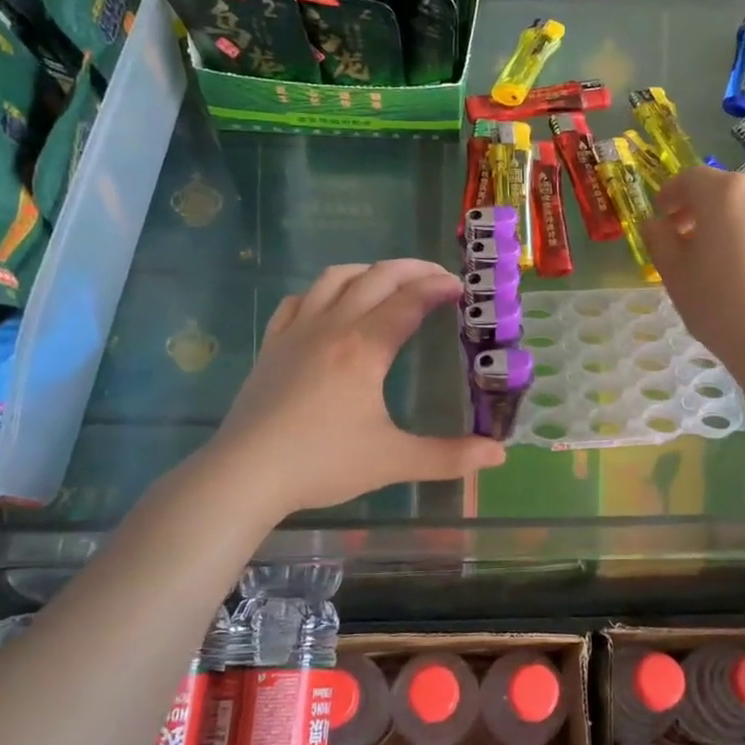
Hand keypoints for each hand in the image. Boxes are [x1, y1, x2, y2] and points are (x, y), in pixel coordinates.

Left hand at [214, 259, 504, 513]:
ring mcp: (297, 331)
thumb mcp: (392, 461)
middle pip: (376, 277)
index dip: (438, 288)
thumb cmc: (321, 463)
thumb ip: (449, 456)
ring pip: (335, 278)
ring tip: (390, 281)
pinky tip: (330, 304)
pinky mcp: (272, 344)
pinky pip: (298, 300)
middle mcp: (332, 326)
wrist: (245, 474)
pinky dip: (323, 291)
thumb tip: (499, 455)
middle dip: (412, 269)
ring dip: (369, 271)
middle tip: (438, 277)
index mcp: (364, 347)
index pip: (409, 301)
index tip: (461, 287)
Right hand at [642, 166, 744, 374]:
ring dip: (738, 227)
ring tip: (727, 264)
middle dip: (705, 210)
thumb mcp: (675, 275)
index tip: (662, 215)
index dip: (672, 194)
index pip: (691, 179)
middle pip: (729, 192)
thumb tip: (655, 225)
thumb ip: (660, 241)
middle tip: (690, 240)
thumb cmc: (721, 305)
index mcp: (727, 194)